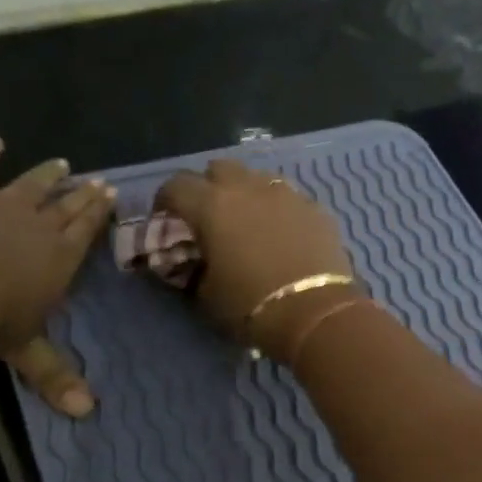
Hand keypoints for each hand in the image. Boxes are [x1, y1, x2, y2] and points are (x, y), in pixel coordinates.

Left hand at [0, 136, 115, 416]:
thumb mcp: (28, 351)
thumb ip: (55, 377)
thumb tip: (87, 414)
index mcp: (59, 258)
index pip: (85, 231)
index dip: (98, 213)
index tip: (111, 193)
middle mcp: (38, 226)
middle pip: (65, 205)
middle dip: (82, 193)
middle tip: (98, 180)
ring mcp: (2, 205)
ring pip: (31, 184)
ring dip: (46, 174)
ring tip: (62, 163)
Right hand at [154, 159, 354, 361]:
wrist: (315, 313)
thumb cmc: (251, 306)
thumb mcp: (206, 295)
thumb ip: (195, 269)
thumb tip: (195, 262)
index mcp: (212, 206)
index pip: (176, 185)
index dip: (165, 200)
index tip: (165, 218)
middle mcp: (247, 188)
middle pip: (218, 168)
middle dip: (207, 186)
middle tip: (207, 215)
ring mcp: (286, 193)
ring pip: (257, 177)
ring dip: (245, 192)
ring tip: (246, 219)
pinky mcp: (315, 207)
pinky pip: (288, 196)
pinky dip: (276, 208)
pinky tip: (280, 232)